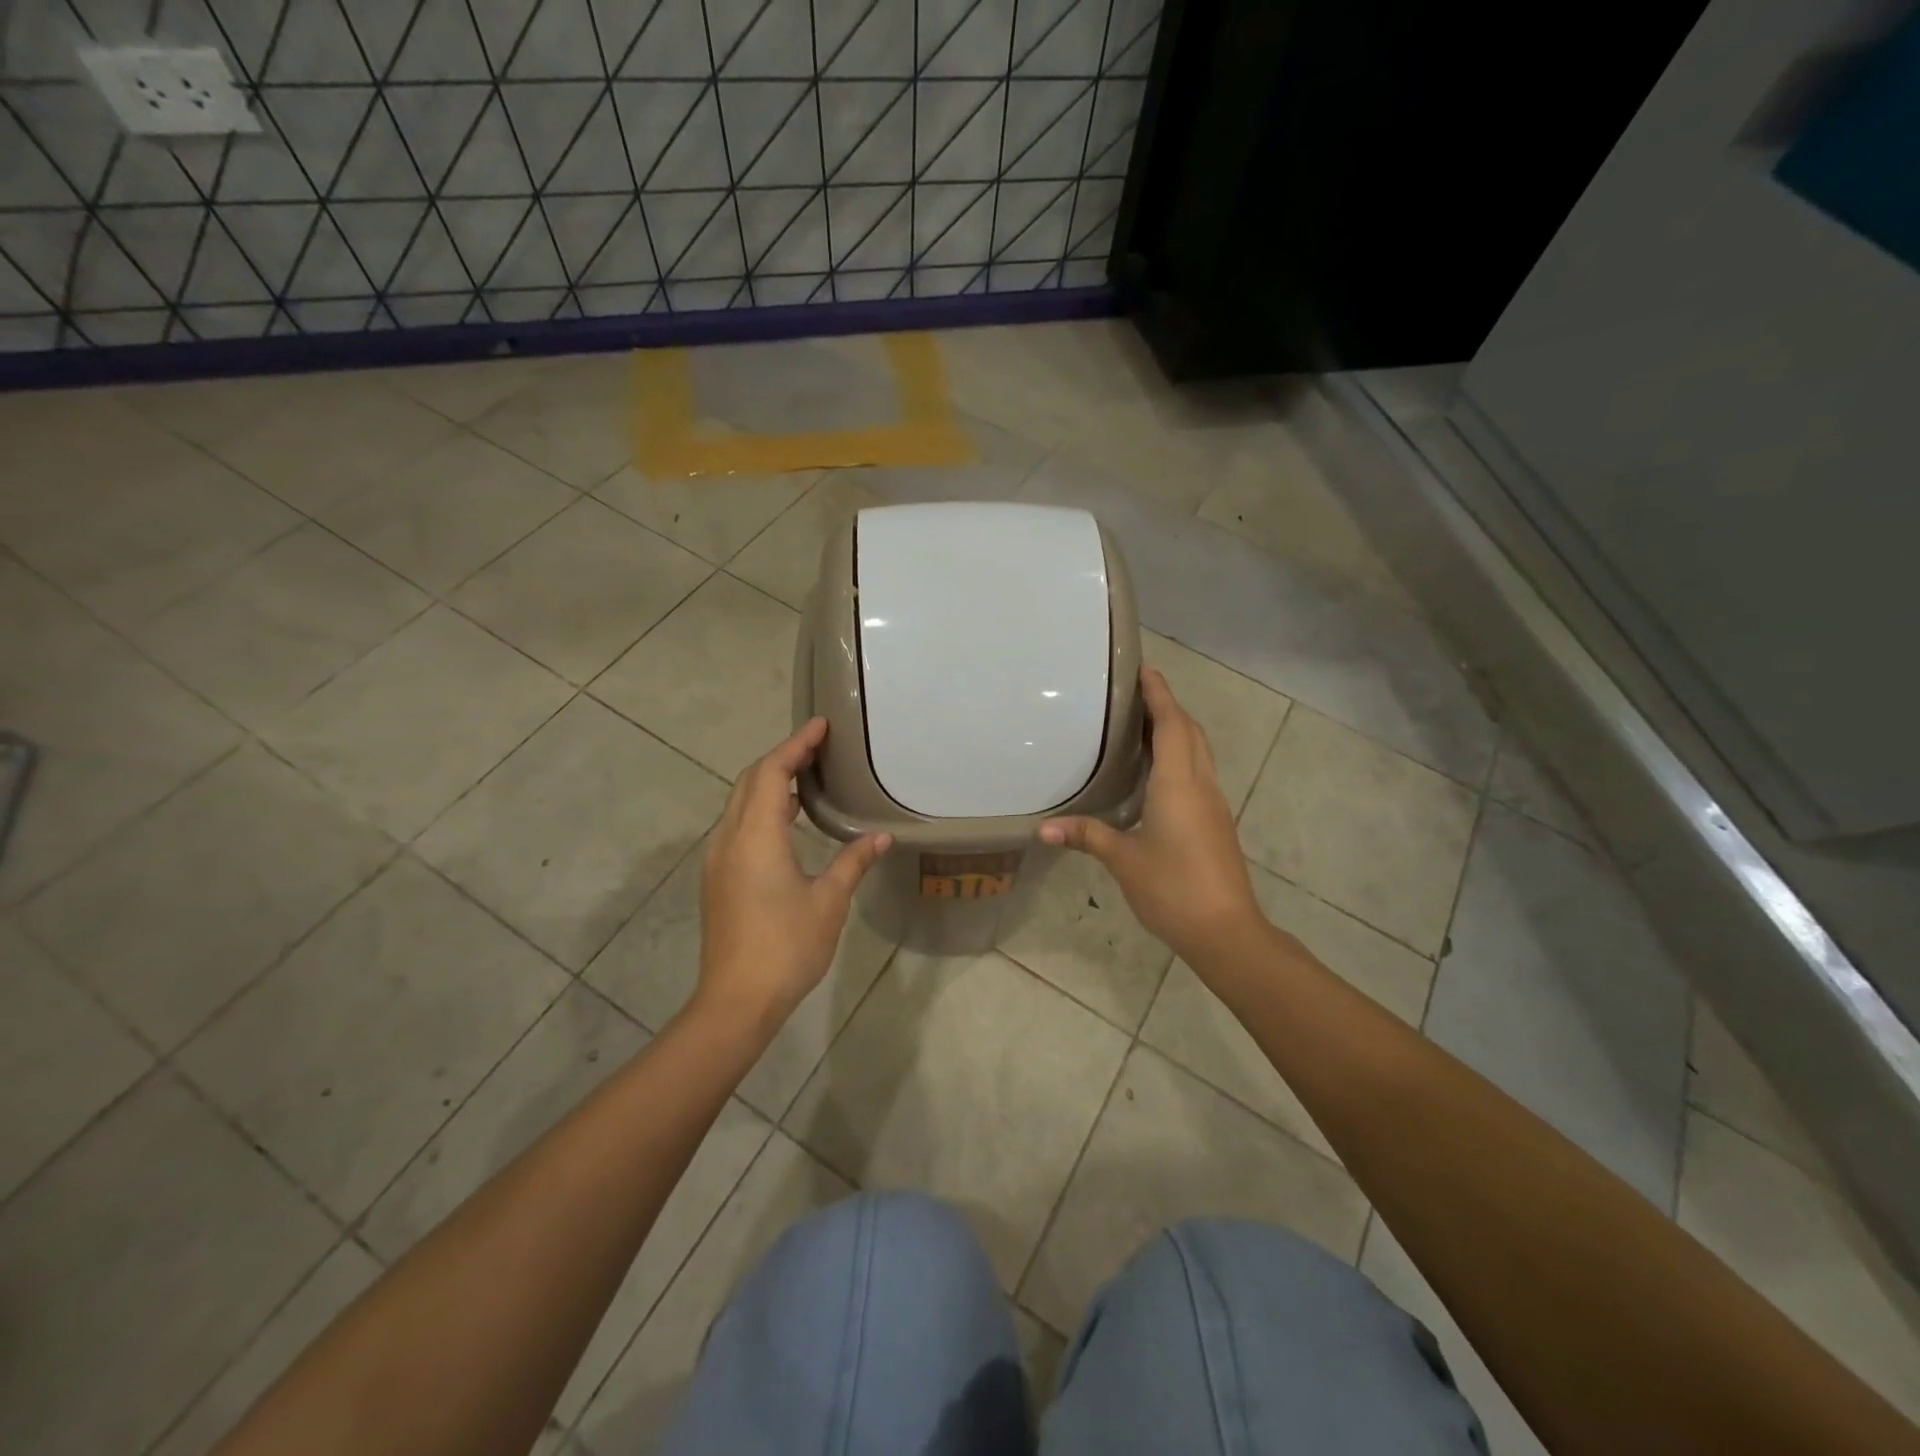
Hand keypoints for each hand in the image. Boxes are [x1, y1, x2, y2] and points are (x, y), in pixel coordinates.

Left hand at [696, 718, 891, 1035]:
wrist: (736, 1001)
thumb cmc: (786, 947)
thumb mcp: (828, 902)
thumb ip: (852, 862)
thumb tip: (881, 837)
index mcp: (755, 837)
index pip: (771, 773)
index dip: (795, 745)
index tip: (820, 725)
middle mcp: (729, 839)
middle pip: (749, 782)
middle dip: (781, 757)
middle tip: (817, 746)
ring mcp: (718, 860)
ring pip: (740, 804)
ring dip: (770, 783)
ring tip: (806, 776)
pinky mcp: (719, 878)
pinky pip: (738, 826)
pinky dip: (762, 809)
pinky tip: (788, 820)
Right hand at [1040, 667, 1262, 967]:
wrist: (1226, 931)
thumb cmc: (1173, 889)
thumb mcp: (1123, 860)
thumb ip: (1087, 836)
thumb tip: (1044, 829)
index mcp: (1179, 784)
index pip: (1173, 725)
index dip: (1160, 694)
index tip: (1144, 669)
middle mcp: (1200, 785)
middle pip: (1190, 732)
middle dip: (1168, 707)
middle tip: (1136, 695)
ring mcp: (1213, 804)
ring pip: (1199, 752)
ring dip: (1177, 730)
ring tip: (1143, 725)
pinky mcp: (1215, 822)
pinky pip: (1198, 773)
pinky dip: (1181, 756)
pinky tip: (1158, 772)